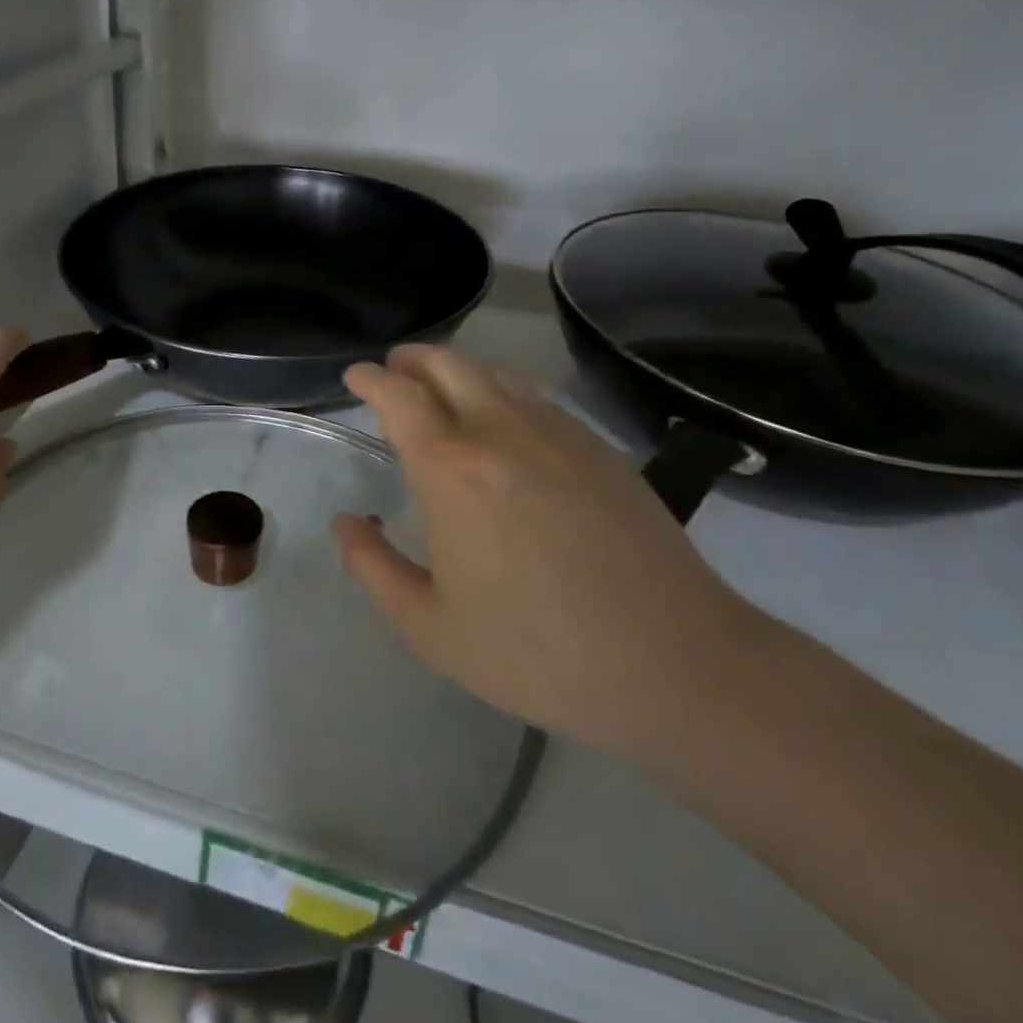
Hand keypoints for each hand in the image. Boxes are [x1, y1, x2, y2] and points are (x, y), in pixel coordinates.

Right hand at [333, 345, 767, 756]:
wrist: (675, 664)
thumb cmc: (537, 652)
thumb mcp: (429, 627)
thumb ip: (373, 568)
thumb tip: (347, 523)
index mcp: (451, 469)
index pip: (400, 396)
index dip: (371, 378)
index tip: (356, 376)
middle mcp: (502, 431)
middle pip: (449, 364)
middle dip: (412, 359)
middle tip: (394, 371)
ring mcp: (558, 433)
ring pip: (496, 373)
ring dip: (458, 370)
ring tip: (442, 390)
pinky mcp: (600, 448)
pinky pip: (536, 397)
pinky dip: (502, 391)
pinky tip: (504, 422)